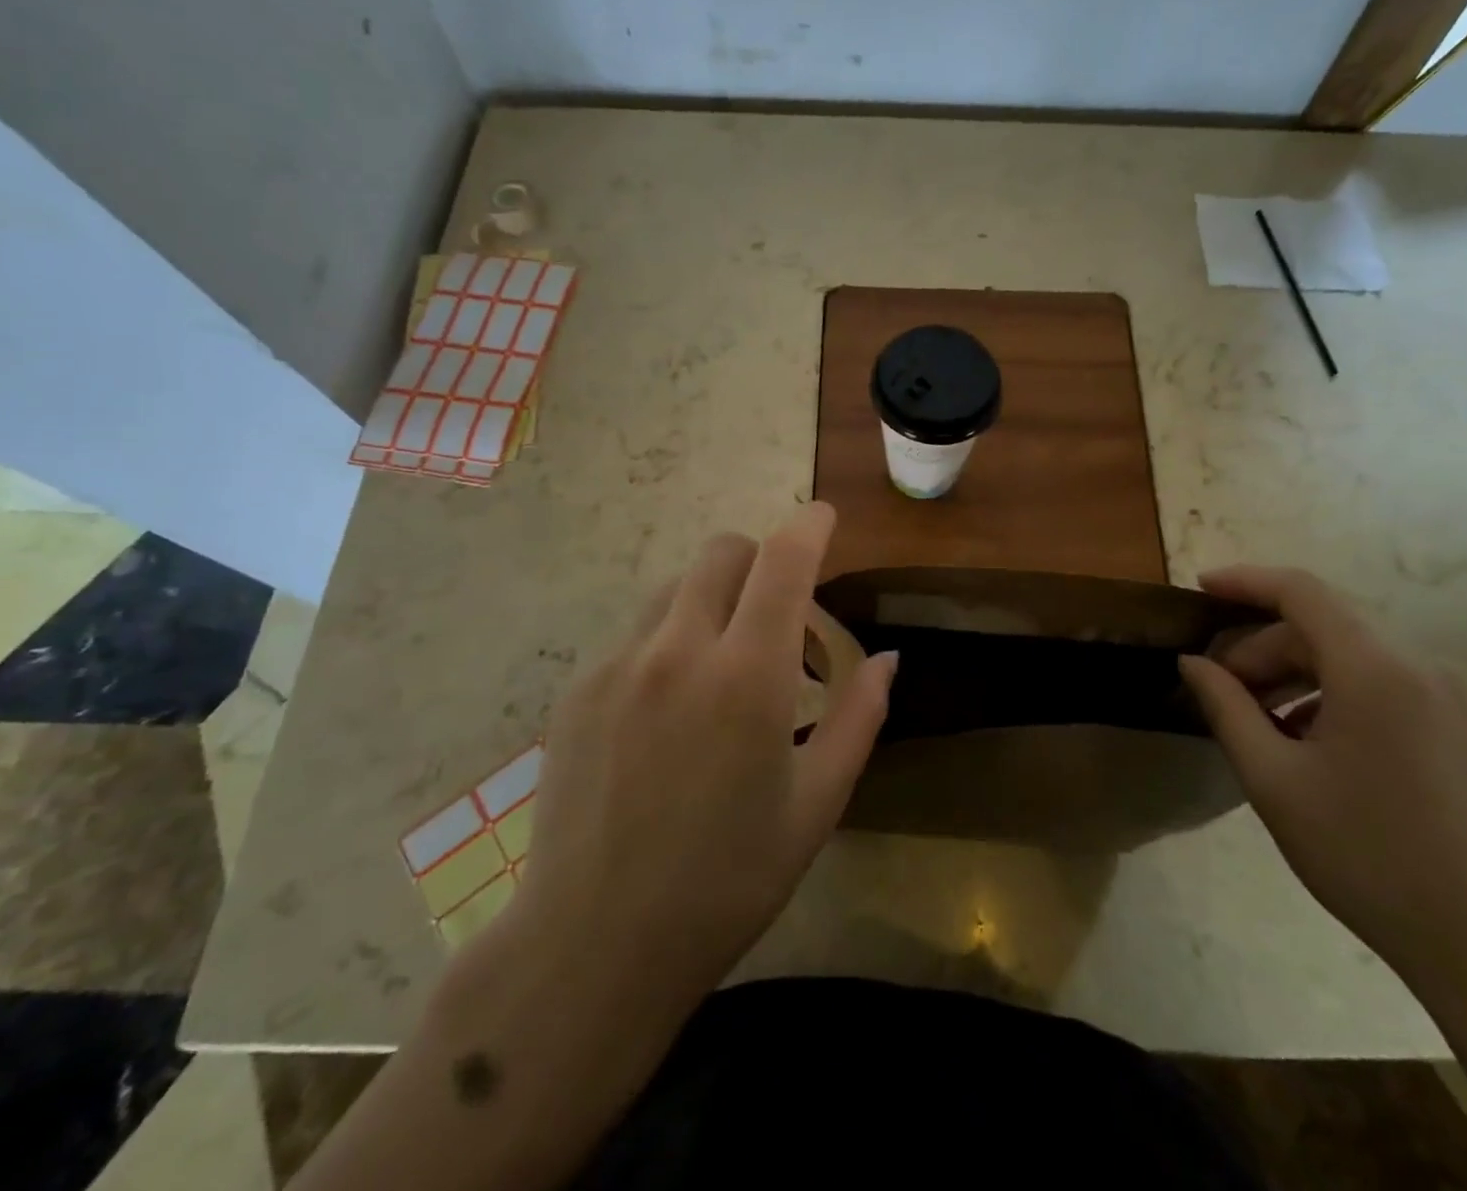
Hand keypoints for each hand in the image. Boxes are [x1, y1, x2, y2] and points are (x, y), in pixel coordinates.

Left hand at [510, 502, 896, 1020]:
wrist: (592, 946)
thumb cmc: (726, 882)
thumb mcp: (816, 804)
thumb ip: (858, 717)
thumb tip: (887, 659)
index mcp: (746, 676)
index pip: (783, 561)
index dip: (810, 526)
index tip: (825, 519)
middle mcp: (678, 650)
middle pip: (723, 553)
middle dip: (761, 562)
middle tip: (779, 621)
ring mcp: (618, 666)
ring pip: (676, 589)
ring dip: (713, 602)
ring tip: (723, 671)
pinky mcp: (578, 690)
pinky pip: (636, 636)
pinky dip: (669, 644)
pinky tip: (669, 716)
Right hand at [1179, 566, 1466, 1003]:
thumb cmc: (1369, 858)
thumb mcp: (1275, 781)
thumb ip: (1226, 708)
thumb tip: (1193, 662)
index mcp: (1375, 671)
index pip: (1301, 591)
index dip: (1245, 581)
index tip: (1199, 590)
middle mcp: (1420, 668)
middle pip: (1323, 627)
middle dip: (1261, 647)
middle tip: (1220, 690)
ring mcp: (1450, 699)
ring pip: (1352, 657)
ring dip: (1294, 672)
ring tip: (1258, 721)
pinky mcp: (1463, 730)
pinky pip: (1383, 685)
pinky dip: (1332, 694)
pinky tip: (1309, 743)